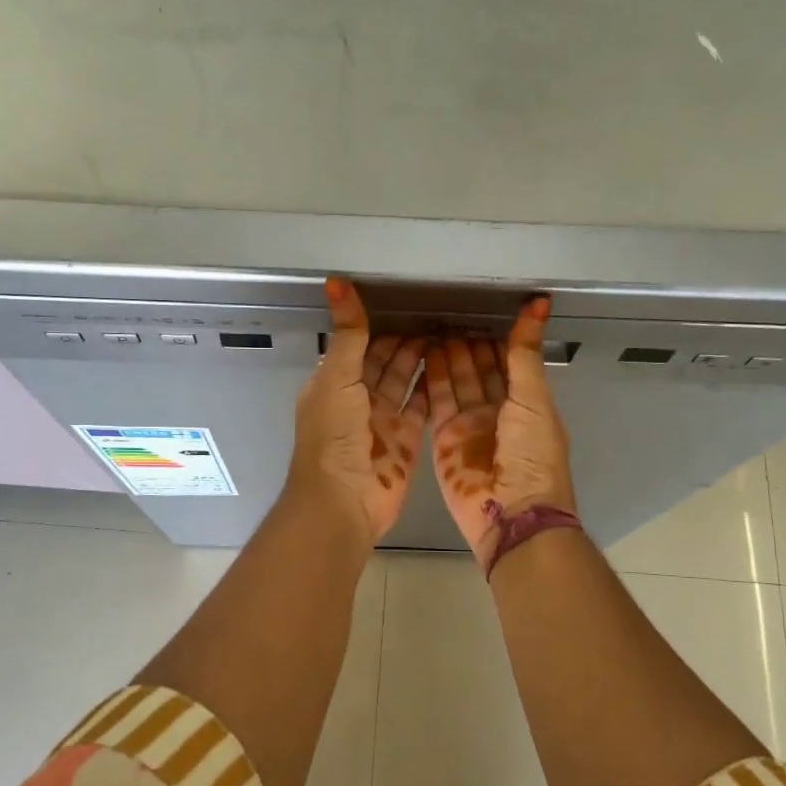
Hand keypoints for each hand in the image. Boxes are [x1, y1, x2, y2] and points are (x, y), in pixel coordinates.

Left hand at [286, 277, 428, 542]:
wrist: (344, 502)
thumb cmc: (334, 437)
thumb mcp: (337, 378)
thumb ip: (348, 334)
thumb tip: (336, 283)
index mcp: (332, 384)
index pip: (358, 346)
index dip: (379, 325)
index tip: (409, 302)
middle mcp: (356, 400)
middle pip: (384, 362)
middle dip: (406, 340)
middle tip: (439, 314)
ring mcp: (382, 422)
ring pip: (404, 382)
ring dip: (422, 360)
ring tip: (451, 333)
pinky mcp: (406, 441)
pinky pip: (421, 408)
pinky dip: (433, 388)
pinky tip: (453, 366)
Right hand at [424, 296, 576, 567]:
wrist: (511, 514)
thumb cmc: (532, 456)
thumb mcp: (533, 399)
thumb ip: (525, 354)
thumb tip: (539, 304)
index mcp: (527, 404)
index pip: (508, 363)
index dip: (494, 339)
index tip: (477, 309)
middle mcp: (498, 412)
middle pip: (480, 371)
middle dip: (467, 345)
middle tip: (447, 313)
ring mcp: (470, 426)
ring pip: (456, 383)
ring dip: (447, 358)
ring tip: (432, 327)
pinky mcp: (444, 439)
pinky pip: (436, 403)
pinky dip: (430, 379)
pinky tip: (422, 354)